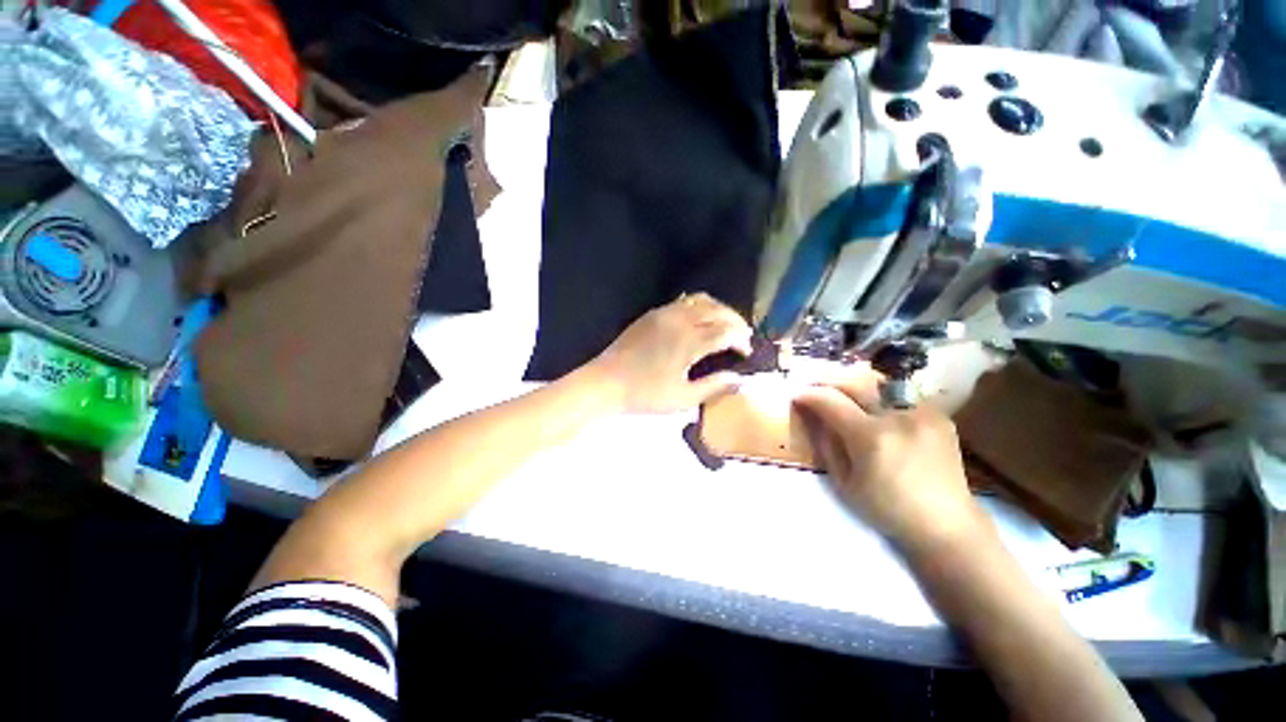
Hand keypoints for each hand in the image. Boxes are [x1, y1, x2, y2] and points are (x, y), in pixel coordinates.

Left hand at [589, 293, 752, 413]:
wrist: (605, 382)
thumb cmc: (644, 394)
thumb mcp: (682, 398)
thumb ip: (714, 387)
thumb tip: (740, 380)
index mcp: (689, 341)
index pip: (727, 332)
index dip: (741, 340)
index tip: (747, 352)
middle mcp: (681, 320)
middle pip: (718, 311)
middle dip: (736, 322)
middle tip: (742, 338)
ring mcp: (665, 313)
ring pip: (702, 300)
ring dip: (719, 310)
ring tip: (725, 325)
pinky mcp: (653, 313)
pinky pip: (683, 301)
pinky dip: (700, 306)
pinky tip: (700, 319)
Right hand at [793, 369, 989, 555]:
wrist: (946, 523)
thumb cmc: (888, 508)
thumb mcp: (844, 482)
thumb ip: (827, 443)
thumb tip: (813, 416)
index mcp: (871, 437)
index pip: (831, 401)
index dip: (809, 395)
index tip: (796, 396)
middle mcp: (898, 417)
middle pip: (854, 382)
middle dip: (828, 381)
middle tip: (813, 386)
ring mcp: (922, 412)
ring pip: (878, 383)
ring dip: (854, 385)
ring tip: (842, 393)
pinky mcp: (938, 415)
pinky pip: (900, 395)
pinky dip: (881, 397)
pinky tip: (876, 409)